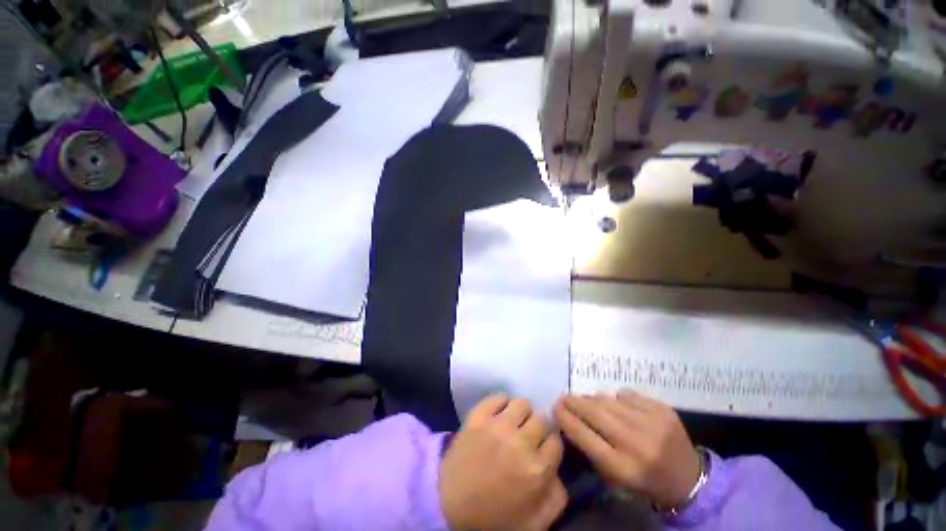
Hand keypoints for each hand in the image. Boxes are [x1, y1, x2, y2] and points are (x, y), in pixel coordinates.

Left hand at [439, 394, 566, 529]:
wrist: (448, 506)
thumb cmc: (493, 518)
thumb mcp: (534, 523)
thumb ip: (555, 497)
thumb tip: (557, 471)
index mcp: (537, 470)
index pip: (556, 441)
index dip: (549, 445)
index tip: (542, 448)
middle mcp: (520, 442)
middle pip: (541, 419)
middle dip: (537, 428)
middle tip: (527, 436)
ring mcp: (497, 426)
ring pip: (522, 403)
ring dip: (521, 413)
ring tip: (513, 422)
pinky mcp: (478, 417)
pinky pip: (497, 397)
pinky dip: (501, 402)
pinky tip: (499, 413)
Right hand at [554, 390, 699, 508]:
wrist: (689, 479)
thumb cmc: (644, 481)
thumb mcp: (614, 476)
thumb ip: (591, 447)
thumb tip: (571, 417)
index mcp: (624, 468)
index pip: (584, 436)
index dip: (566, 418)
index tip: (554, 407)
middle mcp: (637, 443)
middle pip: (595, 413)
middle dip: (574, 402)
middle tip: (563, 397)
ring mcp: (652, 423)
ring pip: (608, 400)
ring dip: (593, 399)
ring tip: (587, 401)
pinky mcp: (662, 409)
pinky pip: (626, 394)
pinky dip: (616, 399)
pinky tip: (617, 406)